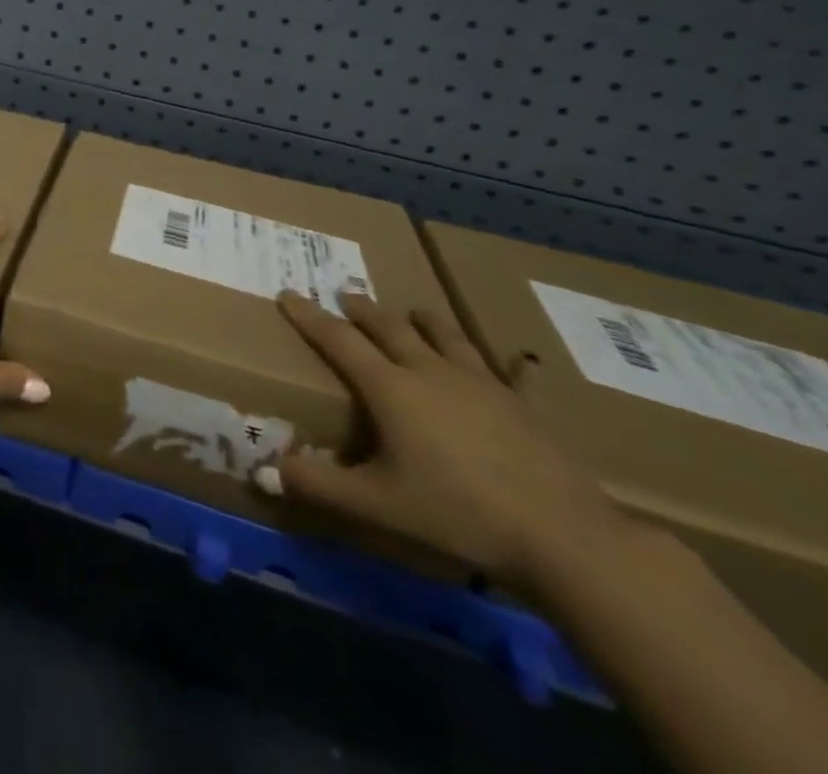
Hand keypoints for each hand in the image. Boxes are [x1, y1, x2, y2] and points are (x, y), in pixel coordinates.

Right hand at [257, 291, 629, 594]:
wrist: (562, 535)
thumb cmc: (457, 513)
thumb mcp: (377, 504)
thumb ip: (319, 485)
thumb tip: (265, 471)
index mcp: (390, 388)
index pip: (338, 339)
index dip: (309, 315)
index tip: (287, 292)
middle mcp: (430, 371)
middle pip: (388, 326)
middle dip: (362, 309)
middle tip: (345, 294)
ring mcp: (479, 382)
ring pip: (443, 334)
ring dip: (421, 319)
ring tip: (413, 312)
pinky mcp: (519, 402)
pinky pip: (503, 369)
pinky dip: (496, 360)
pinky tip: (509, 363)